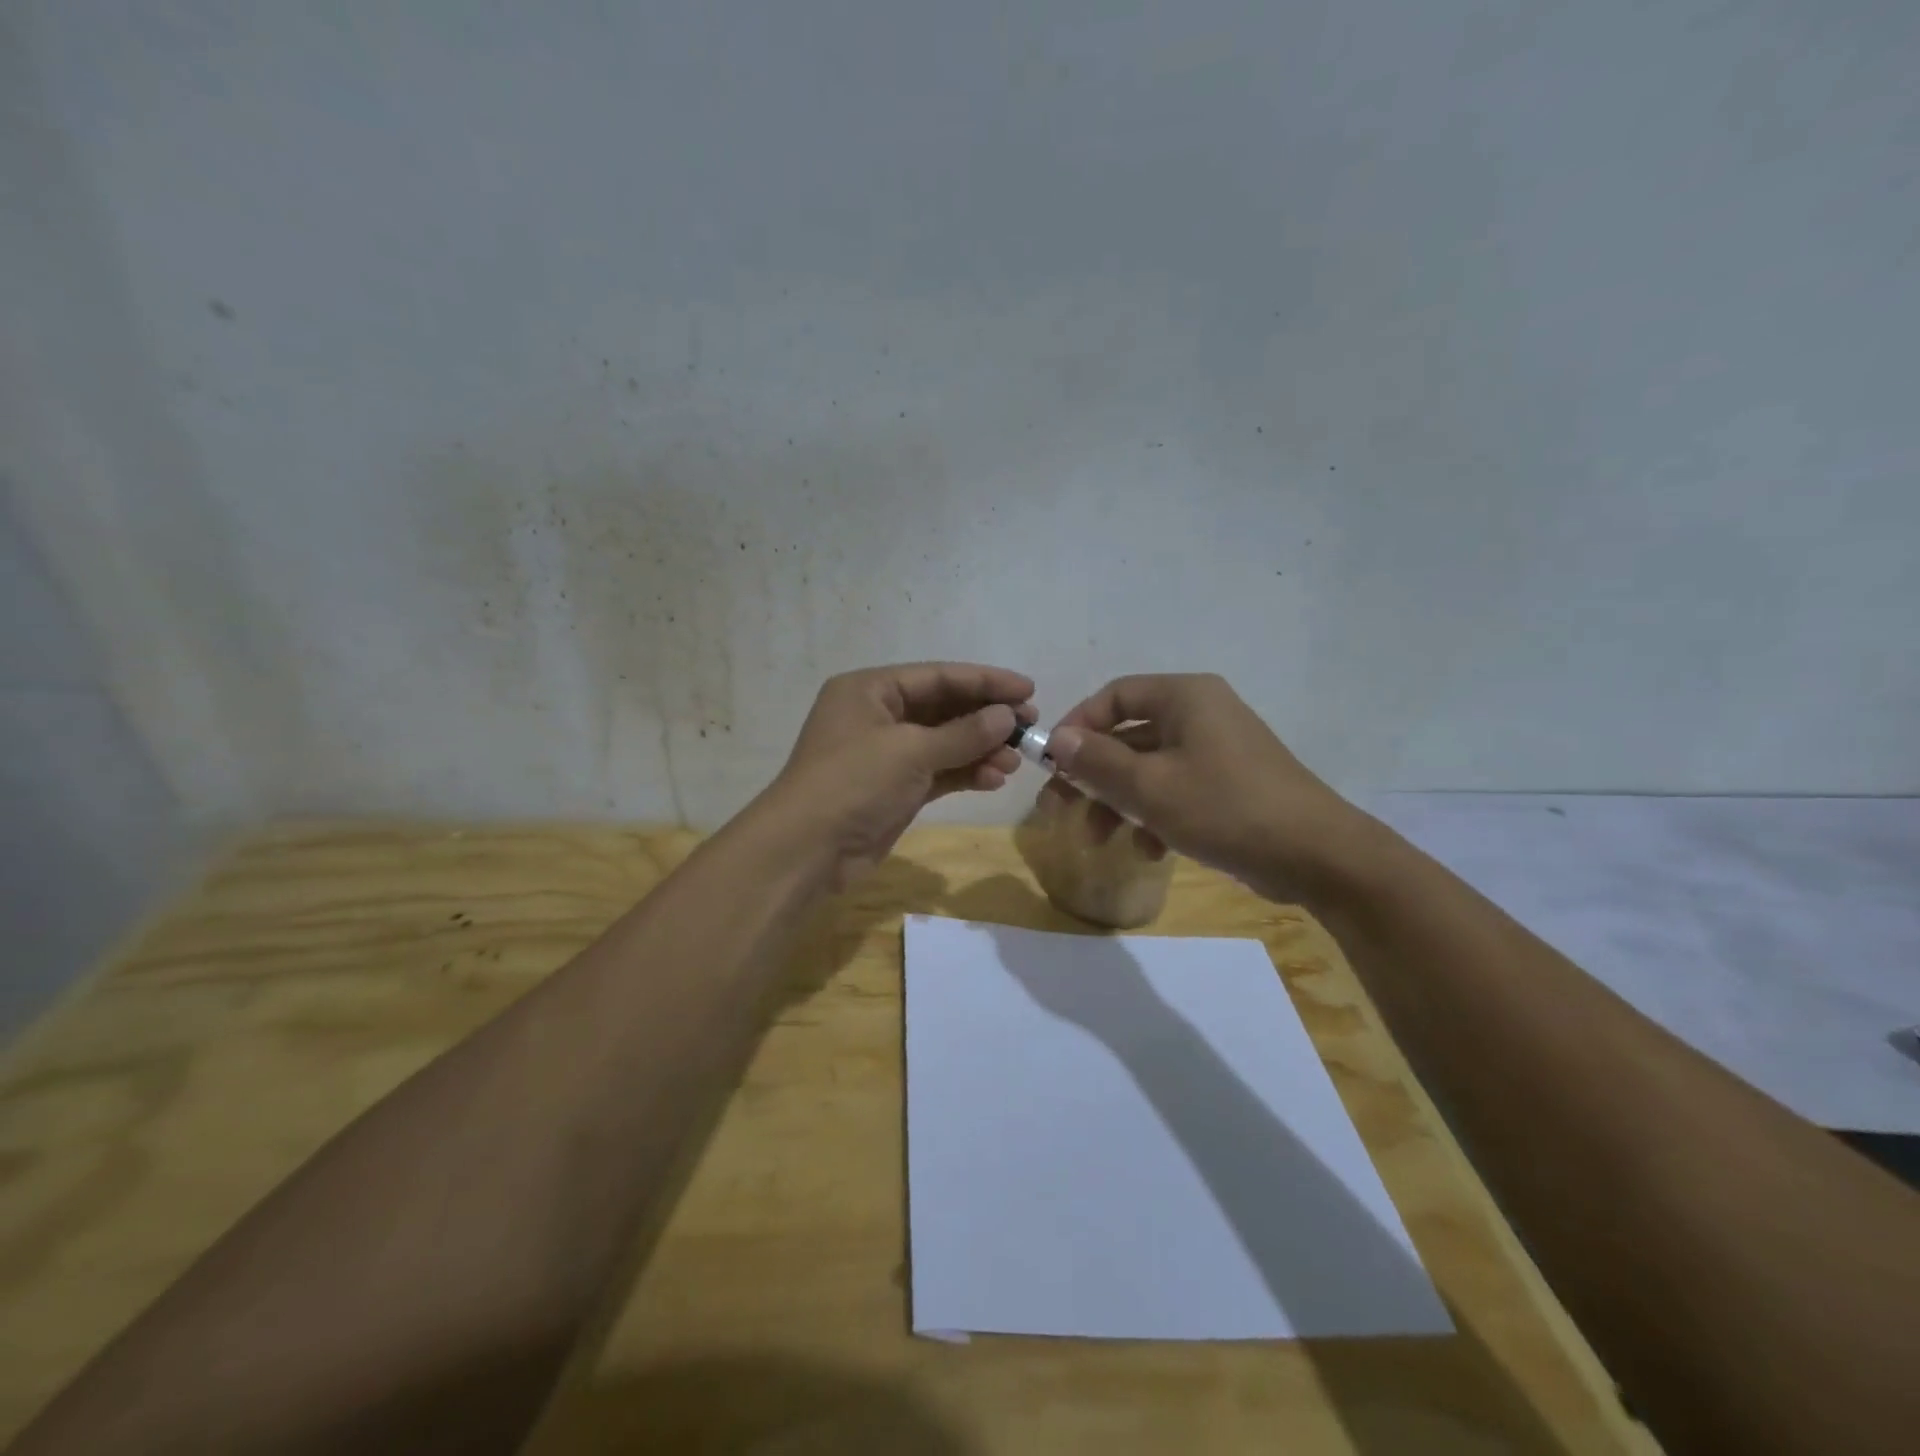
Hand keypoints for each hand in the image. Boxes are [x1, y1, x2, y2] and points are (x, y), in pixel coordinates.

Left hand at [757, 663, 1036, 887]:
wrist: (807, 850)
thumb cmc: (853, 783)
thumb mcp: (910, 751)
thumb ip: (963, 733)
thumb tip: (1007, 716)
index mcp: (871, 690)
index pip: (937, 676)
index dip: (985, 681)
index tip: (1028, 690)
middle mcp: (878, 715)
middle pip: (943, 708)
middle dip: (986, 718)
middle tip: (1029, 726)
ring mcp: (886, 754)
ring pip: (944, 742)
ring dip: (980, 749)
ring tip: (1015, 760)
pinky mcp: (895, 788)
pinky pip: (939, 771)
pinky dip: (966, 773)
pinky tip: (995, 778)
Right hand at [1045, 674, 1368, 902]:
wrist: (1317, 856)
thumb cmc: (1225, 808)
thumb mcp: (1149, 787)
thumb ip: (1097, 761)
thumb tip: (1058, 740)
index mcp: (1185, 698)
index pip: (1114, 696)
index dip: (1077, 725)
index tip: (1051, 762)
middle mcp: (1202, 714)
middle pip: (1128, 735)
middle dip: (1092, 775)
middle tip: (1059, 806)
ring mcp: (1218, 750)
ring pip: (1149, 768)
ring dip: (1118, 802)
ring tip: (1099, 839)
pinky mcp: (1230, 784)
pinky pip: (1177, 789)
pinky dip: (1155, 816)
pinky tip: (1149, 851)